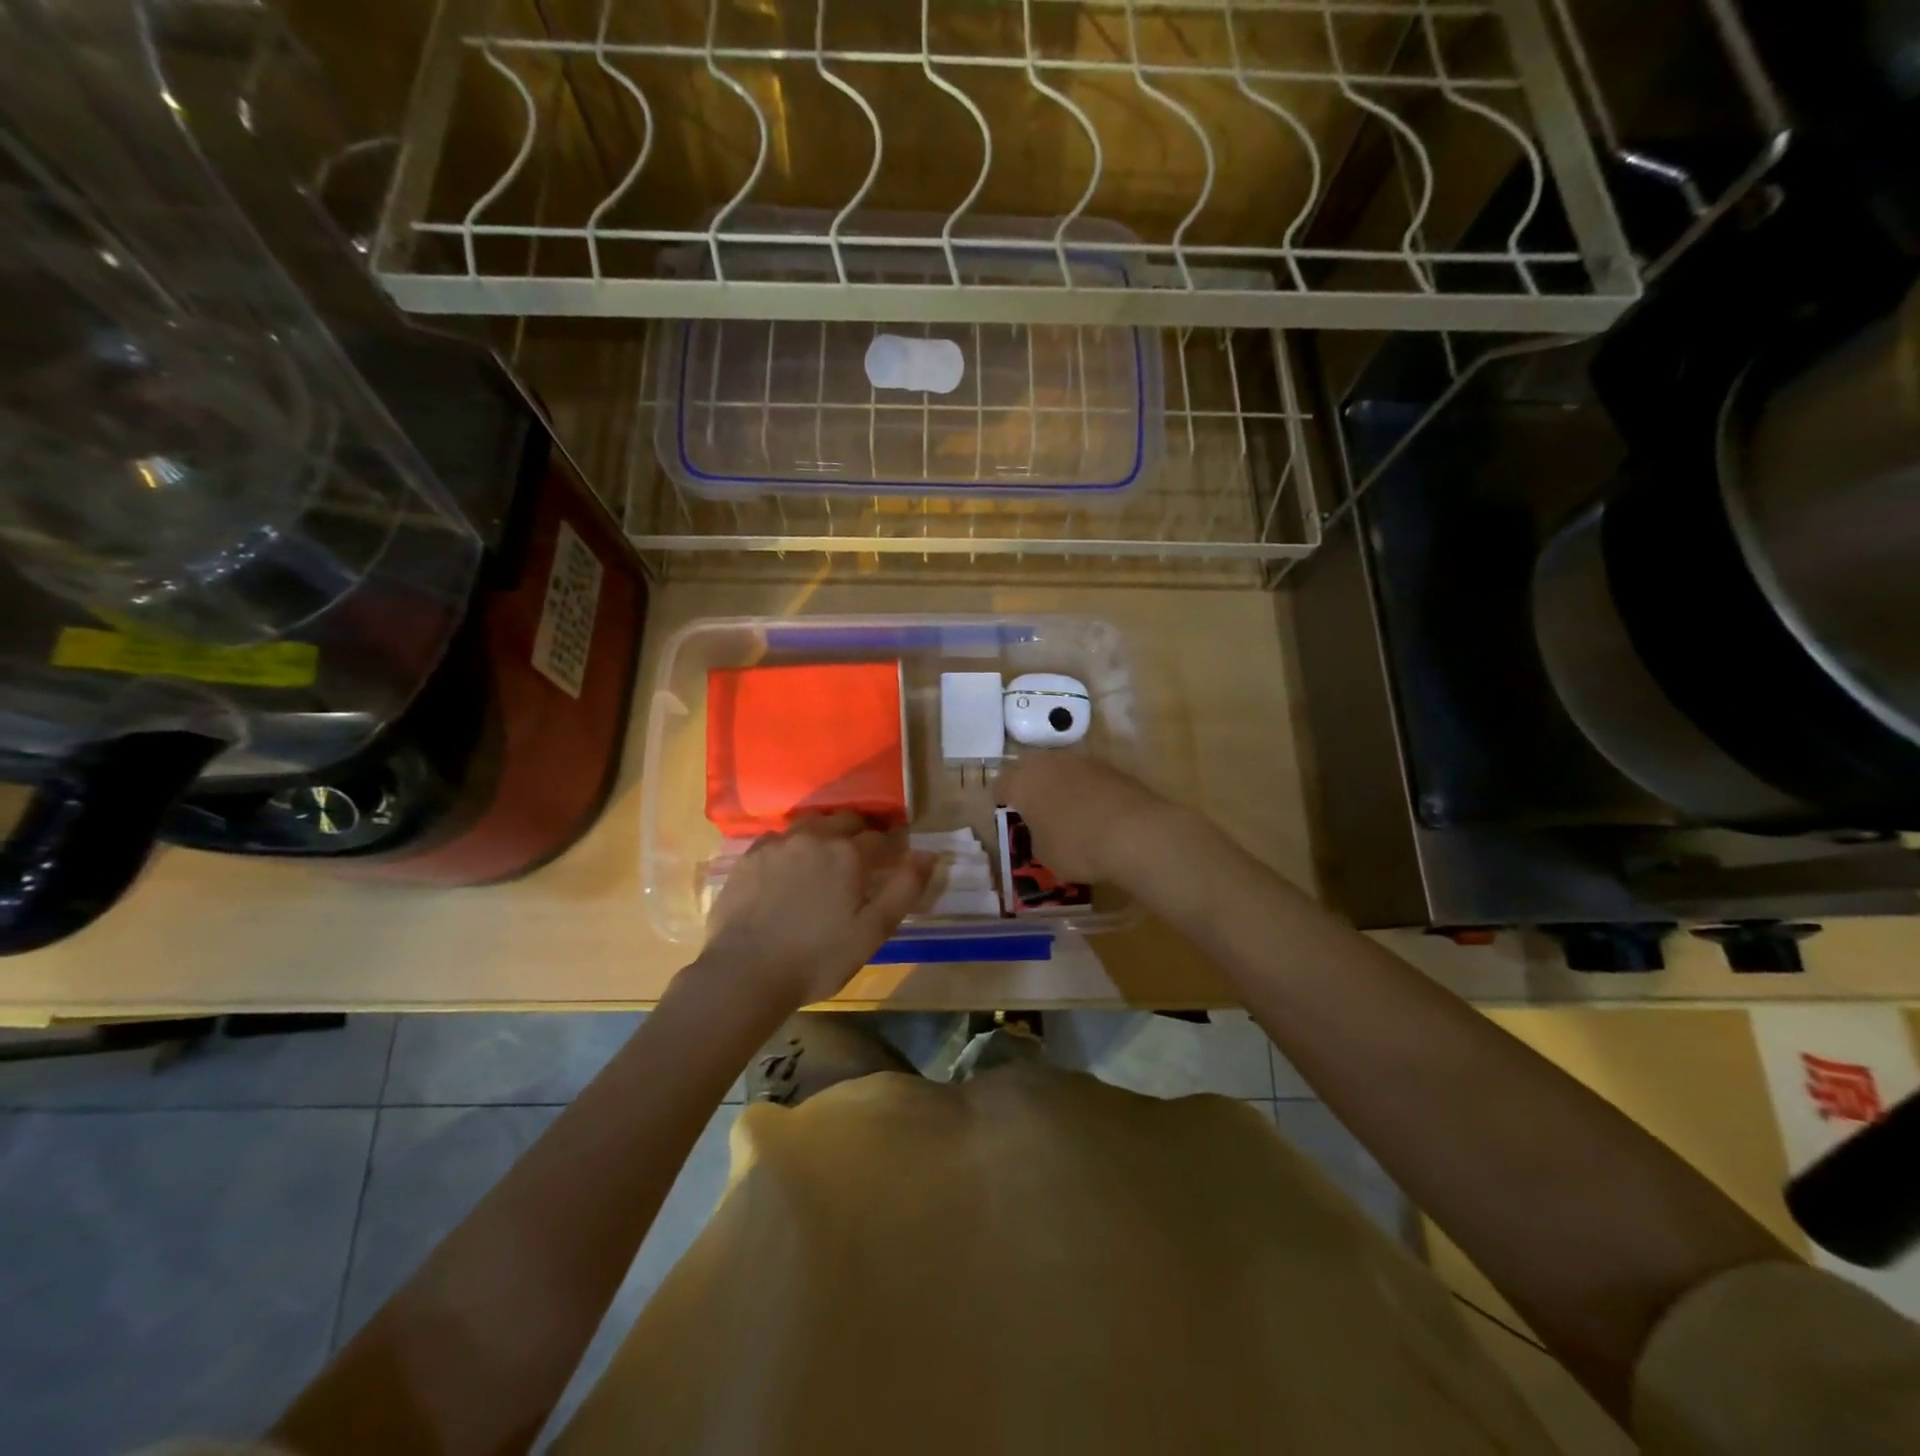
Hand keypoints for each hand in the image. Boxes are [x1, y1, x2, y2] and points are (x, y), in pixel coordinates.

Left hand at [701, 812, 935, 1009]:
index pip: (882, 838)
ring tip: (828, 856)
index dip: (893, 847)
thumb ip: (905, 889)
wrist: (744, 973)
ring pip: (812, 823)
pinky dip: (793, 845)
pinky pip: (780, 838)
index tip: (896, 859)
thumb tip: (929, 855)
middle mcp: (815, 837)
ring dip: (826, 833)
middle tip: (864, 856)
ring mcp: (779, 844)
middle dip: (861, 832)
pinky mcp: (750, 857)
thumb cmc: (817, 958)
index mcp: (849, 854)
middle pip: (847, 821)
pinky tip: (790, 866)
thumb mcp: (872, 931)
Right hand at [995, 753, 1176, 884]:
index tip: (1005, 814)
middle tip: (1032, 808)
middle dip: (1029, 786)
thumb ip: (1036, 836)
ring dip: (1058, 785)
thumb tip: (1043, 829)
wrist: (1136, 834)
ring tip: (1064, 810)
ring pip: (1060, 769)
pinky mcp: (1111, 768)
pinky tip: (1092, 812)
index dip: (1000, 799)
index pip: (1000, 784)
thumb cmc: (1077, 846)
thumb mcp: (1043, 854)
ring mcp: (1082, 761)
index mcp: (1023, 781)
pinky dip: (1085, 791)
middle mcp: (1049, 762)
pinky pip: (1086, 778)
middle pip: (1030, 768)